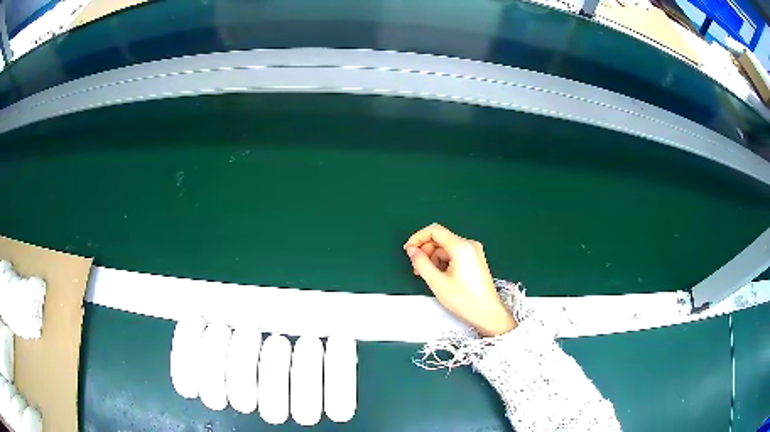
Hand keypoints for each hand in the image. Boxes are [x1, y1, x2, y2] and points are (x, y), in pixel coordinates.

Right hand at [404, 224, 516, 336]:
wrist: (487, 313)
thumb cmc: (464, 300)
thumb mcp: (437, 282)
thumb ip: (421, 263)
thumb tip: (412, 250)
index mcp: (461, 247)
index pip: (434, 230)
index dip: (418, 238)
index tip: (408, 251)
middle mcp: (469, 244)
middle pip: (440, 239)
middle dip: (425, 250)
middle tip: (416, 268)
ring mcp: (474, 251)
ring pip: (446, 247)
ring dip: (433, 258)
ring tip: (427, 275)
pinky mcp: (475, 259)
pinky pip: (454, 254)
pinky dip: (443, 261)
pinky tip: (439, 275)